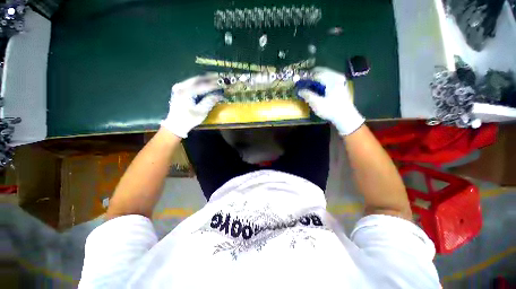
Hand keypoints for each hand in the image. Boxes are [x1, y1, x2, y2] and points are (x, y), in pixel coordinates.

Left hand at [161, 74, 221, 137]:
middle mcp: (181, 87)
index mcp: (186, 92)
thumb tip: (218, 95)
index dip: (213, 85)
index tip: (222, 84)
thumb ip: (209, 102)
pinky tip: (206, 84)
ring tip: (214, 79)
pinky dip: (200, 83)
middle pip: (197, 79)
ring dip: (205, 80)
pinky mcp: (180, 90)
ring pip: (194, 80)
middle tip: (219, 77)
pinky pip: (192, 84)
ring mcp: (179, 88)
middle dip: (209, 78)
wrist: (175, 125)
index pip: (202, 86)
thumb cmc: (188, 120)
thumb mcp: (201, 112)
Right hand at [298, 67, 364, 135]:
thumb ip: (308, 95)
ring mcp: (341, 81)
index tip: (300, 80)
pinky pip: (330, 79)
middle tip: (304, 80)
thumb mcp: (317, 103)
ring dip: (318, 78)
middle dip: (313, 75)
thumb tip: (300, 91)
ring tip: (310, 83)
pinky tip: (318, 87)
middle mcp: (337, 77)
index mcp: (332, 80)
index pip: (317, 74)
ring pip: (326, 75)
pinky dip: (323, 81)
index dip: (307, 76)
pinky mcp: (341, 86)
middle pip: (323, 72)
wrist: (345, 117)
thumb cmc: (330, 110)